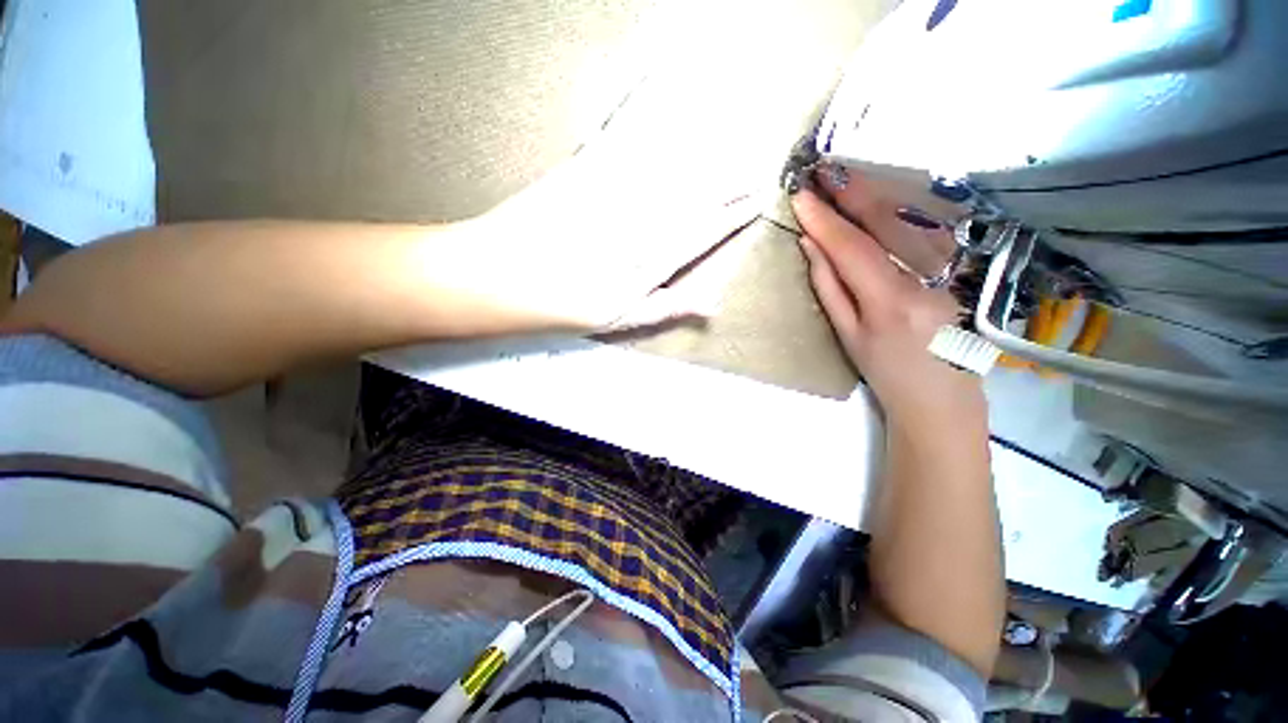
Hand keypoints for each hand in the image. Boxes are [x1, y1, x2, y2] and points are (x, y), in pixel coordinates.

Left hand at [474, 123, 763, 333]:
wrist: (505, 277)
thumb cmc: (567, 306)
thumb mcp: (624, 319)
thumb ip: (670, 306)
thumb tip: (713, 303)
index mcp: (655, 257)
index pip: (707, 231)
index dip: (734, 214)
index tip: (757, 199)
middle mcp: (646, 217)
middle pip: (699, 191)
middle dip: (732, 177)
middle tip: (757, 162)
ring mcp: (619, 186)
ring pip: (674, 158)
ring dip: (708, 139)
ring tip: (734, 124)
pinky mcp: (589, 162)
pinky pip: (628, 127)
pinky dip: (650, 101)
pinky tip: (668, 82)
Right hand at [790, 179, 983, 424]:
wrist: (941, 400)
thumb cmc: (885, 373)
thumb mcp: (847, 335)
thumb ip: (829, 287)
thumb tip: (812, 246)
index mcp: (889, 301)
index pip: (851, 249)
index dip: (824, 221)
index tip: (801, 197)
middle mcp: (925, 279)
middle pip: (884, 226)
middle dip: (850, 196)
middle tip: (824, 172)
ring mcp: (950, 272)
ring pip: (909, 223)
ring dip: (874, 197)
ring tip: (847, 178)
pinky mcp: (961, 271)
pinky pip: (923, 235)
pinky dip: (898, 213)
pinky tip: (882, 199)